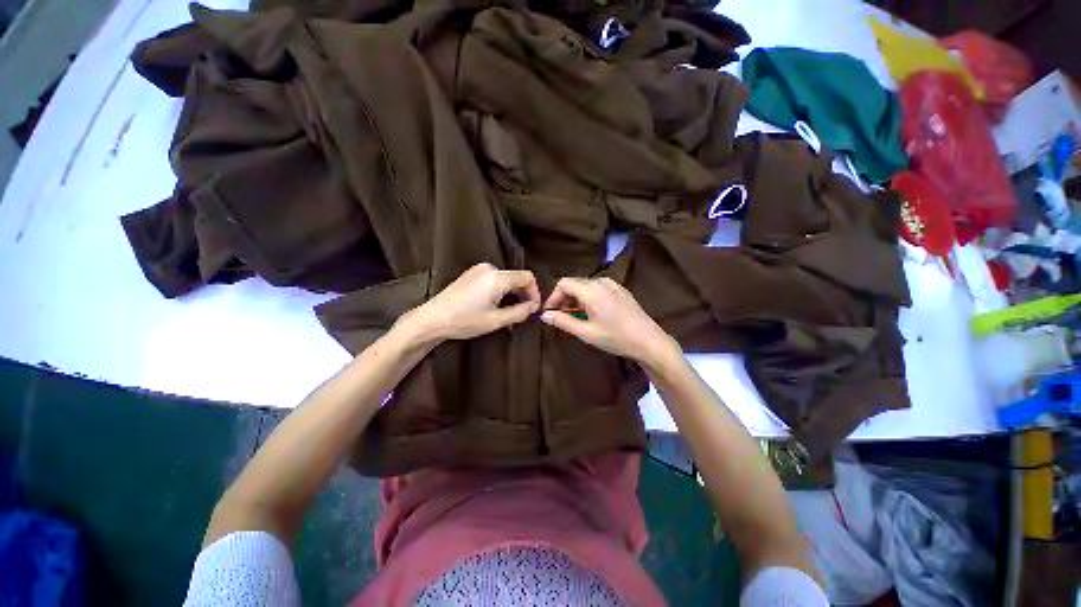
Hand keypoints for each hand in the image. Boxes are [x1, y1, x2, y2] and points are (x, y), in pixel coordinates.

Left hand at [402, 263, 540, 342]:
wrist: (431, 319)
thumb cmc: (464, 321)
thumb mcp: (496, 320)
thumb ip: (519, 312)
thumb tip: (534, 307)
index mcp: (497, 277)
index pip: (527, 277)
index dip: (535, 292)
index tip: (534, 309)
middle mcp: (489, 268)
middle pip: (516, 278)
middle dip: (523, 295)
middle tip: (523, 314)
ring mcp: (478, 270)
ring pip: (506, 280)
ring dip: (512, 295)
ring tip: (509, 314)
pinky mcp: (471, 274)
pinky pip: (494, 280)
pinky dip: (501, 291)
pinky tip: (496, 306)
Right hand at [540, 277, 679, 365]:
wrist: (649, 341)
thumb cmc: (616, 338)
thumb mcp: (586, 332)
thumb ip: (563, 321)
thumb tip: (544, 315)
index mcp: (591, 290)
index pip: (563, 283)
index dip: (553, 297)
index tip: (550, 312)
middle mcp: (601, 282)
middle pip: (574, 283)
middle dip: (563, 297)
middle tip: (560, 316)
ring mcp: (613, 284)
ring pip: (585, 285)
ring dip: (576, 297)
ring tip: (575, 315)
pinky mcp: (620, 290)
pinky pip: (598, 287)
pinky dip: (588, 296)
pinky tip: (592, 312)